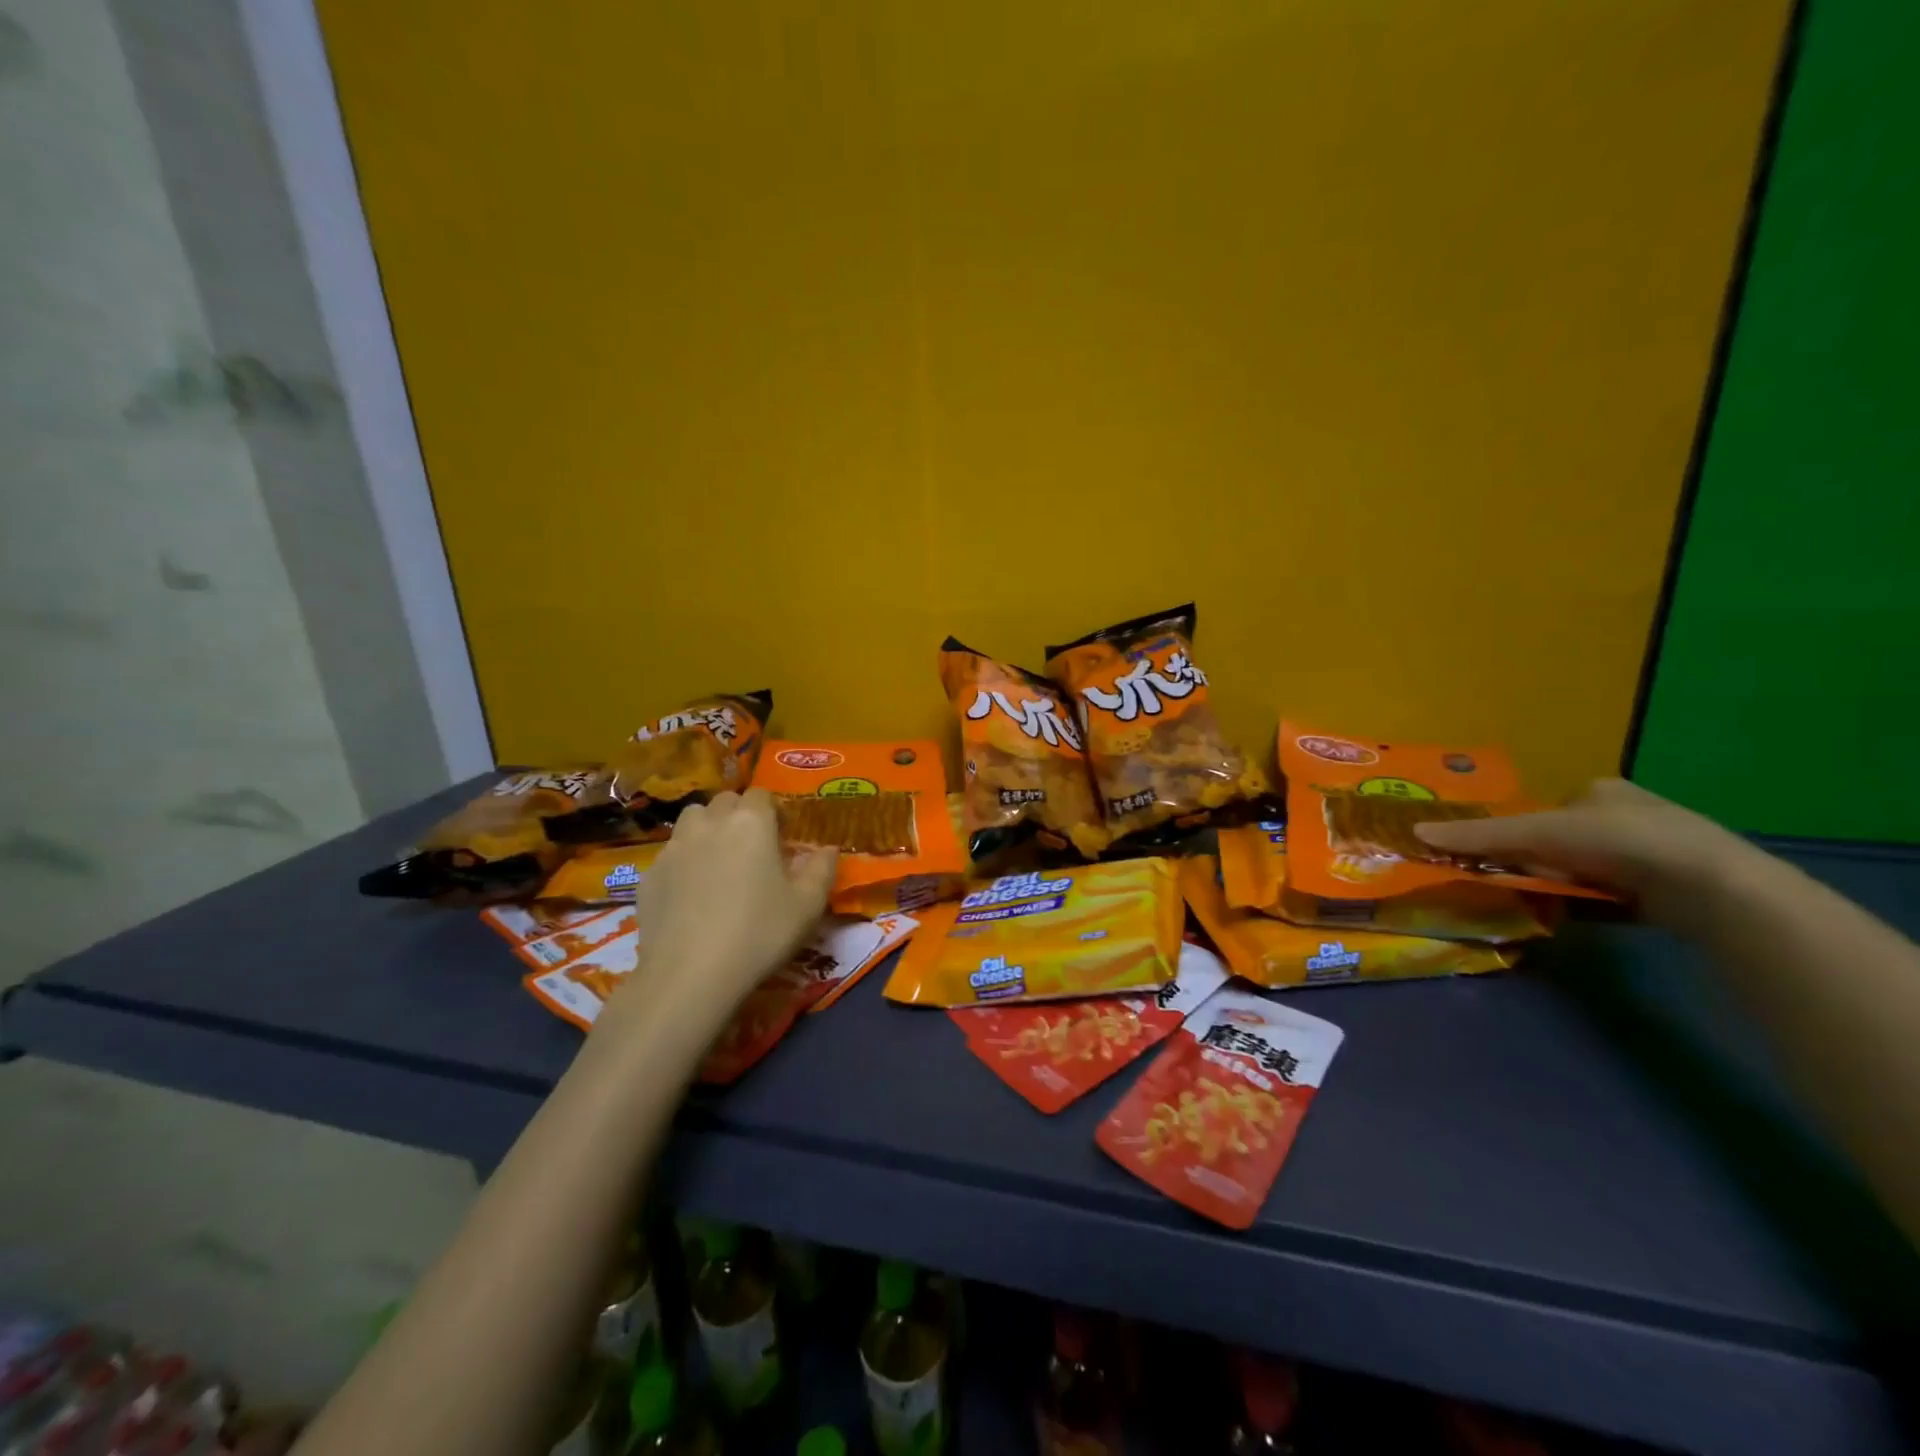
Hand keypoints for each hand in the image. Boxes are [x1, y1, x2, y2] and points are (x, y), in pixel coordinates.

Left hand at [622, 789, 836, 1017]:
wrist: (689, 976)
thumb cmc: (759, 933)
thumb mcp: (808, 905)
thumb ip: (822, 869)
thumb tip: (828, 849)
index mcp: (751, 822)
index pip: (761, 794)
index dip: (773, 810)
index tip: (782, 836)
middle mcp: (710, 823)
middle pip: (724, 801)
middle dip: (739, 815)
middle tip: (752, 848)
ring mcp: (674, 847)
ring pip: (692, 821)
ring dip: (708, 830)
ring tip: (719, 862)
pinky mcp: (649, 875)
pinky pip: (671, 855)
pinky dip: (684, 862)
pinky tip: (692, 895)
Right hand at [1412, 778, 1751, 922]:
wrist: (1712, 889)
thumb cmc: (1620, 842)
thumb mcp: (1538, 834)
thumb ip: (1478, 835)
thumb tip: (1414, 832)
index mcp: (1600, 790)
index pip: (1544, 808)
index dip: (1519, 831)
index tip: (1501, 855)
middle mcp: (1627, 816)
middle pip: (1561, 841)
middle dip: (1539, 862)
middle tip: (1516, 881)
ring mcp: (1653, 855)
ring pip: (1585, 870)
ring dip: (1562, 886)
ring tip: (1542, 901)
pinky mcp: (1668, 892)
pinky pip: (1610, 896)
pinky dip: (1588, 905)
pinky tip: (1574, 917)